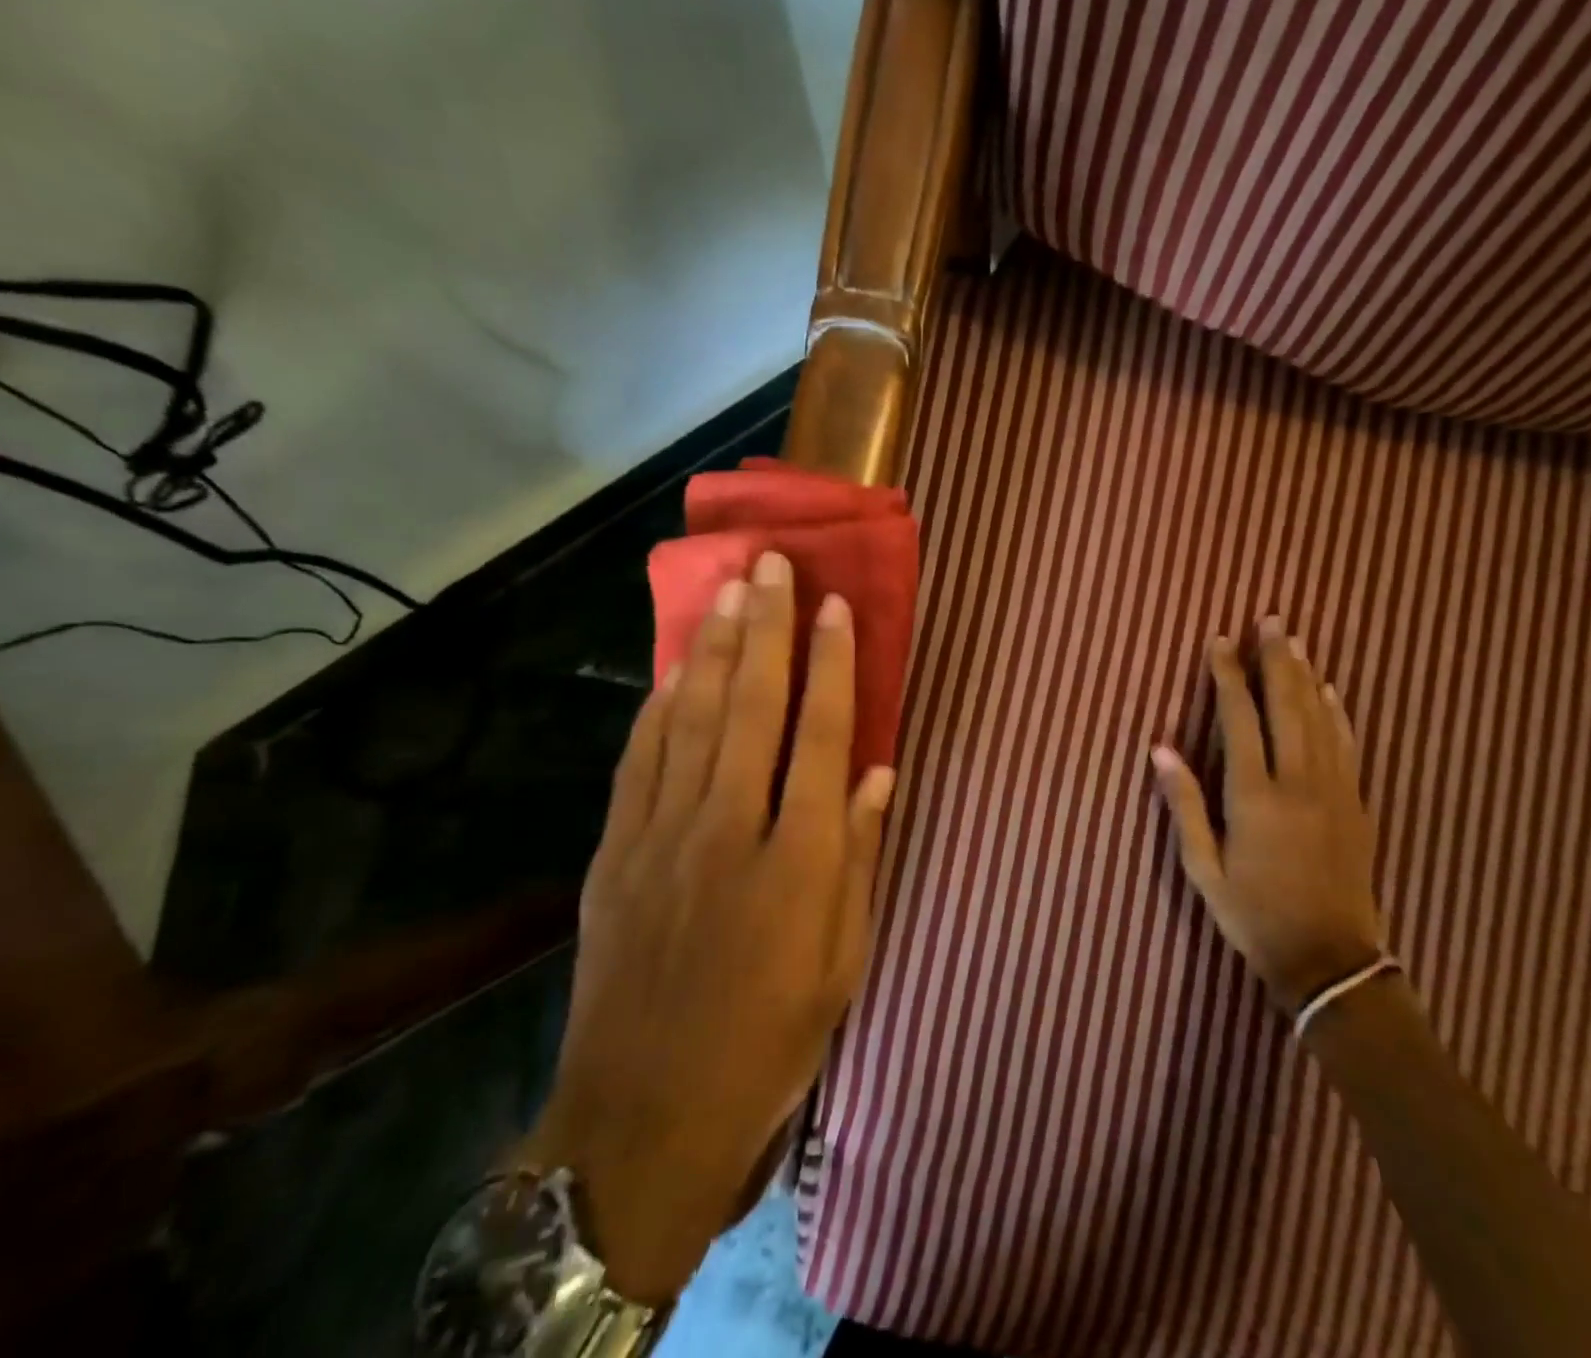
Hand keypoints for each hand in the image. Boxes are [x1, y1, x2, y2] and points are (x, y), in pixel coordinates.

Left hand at [524, 551, 895, 1303]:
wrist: (646, 1117)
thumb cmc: (770, 1041)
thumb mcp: (844, 960)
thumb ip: (862, 856)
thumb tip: (881, 773)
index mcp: (800, 858)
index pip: (824, 735)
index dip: (834, 664)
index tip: (835, 607)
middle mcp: (732, 828)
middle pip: (754, 707)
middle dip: (767, 629)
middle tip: (771, 565)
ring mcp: (664, 835)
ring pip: (693, 719)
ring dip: (715, 649)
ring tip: (729, 592)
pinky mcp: (615, 853)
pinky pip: (641, 759)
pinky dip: (660, 706)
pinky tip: (674, 668)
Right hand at [1150, 620, 1382, 1015]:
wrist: (1330, 960)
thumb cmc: (1254, 915)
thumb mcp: (1204, 868)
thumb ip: (1185, 804)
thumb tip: (1160, 748)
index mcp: (1254, 795)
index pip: (1240, 719)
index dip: (1229, 676)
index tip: (1221, 642)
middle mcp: (1297, 782)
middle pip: (1287, 706)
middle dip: (1276, 660)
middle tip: (1270, 621)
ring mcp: (1334, 791)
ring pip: (1320, 719)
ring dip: (1306, 676)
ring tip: (1296, 641)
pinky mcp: (1356, 805)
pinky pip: (1347, 746)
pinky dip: (1338, 714)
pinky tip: (1331, 692)